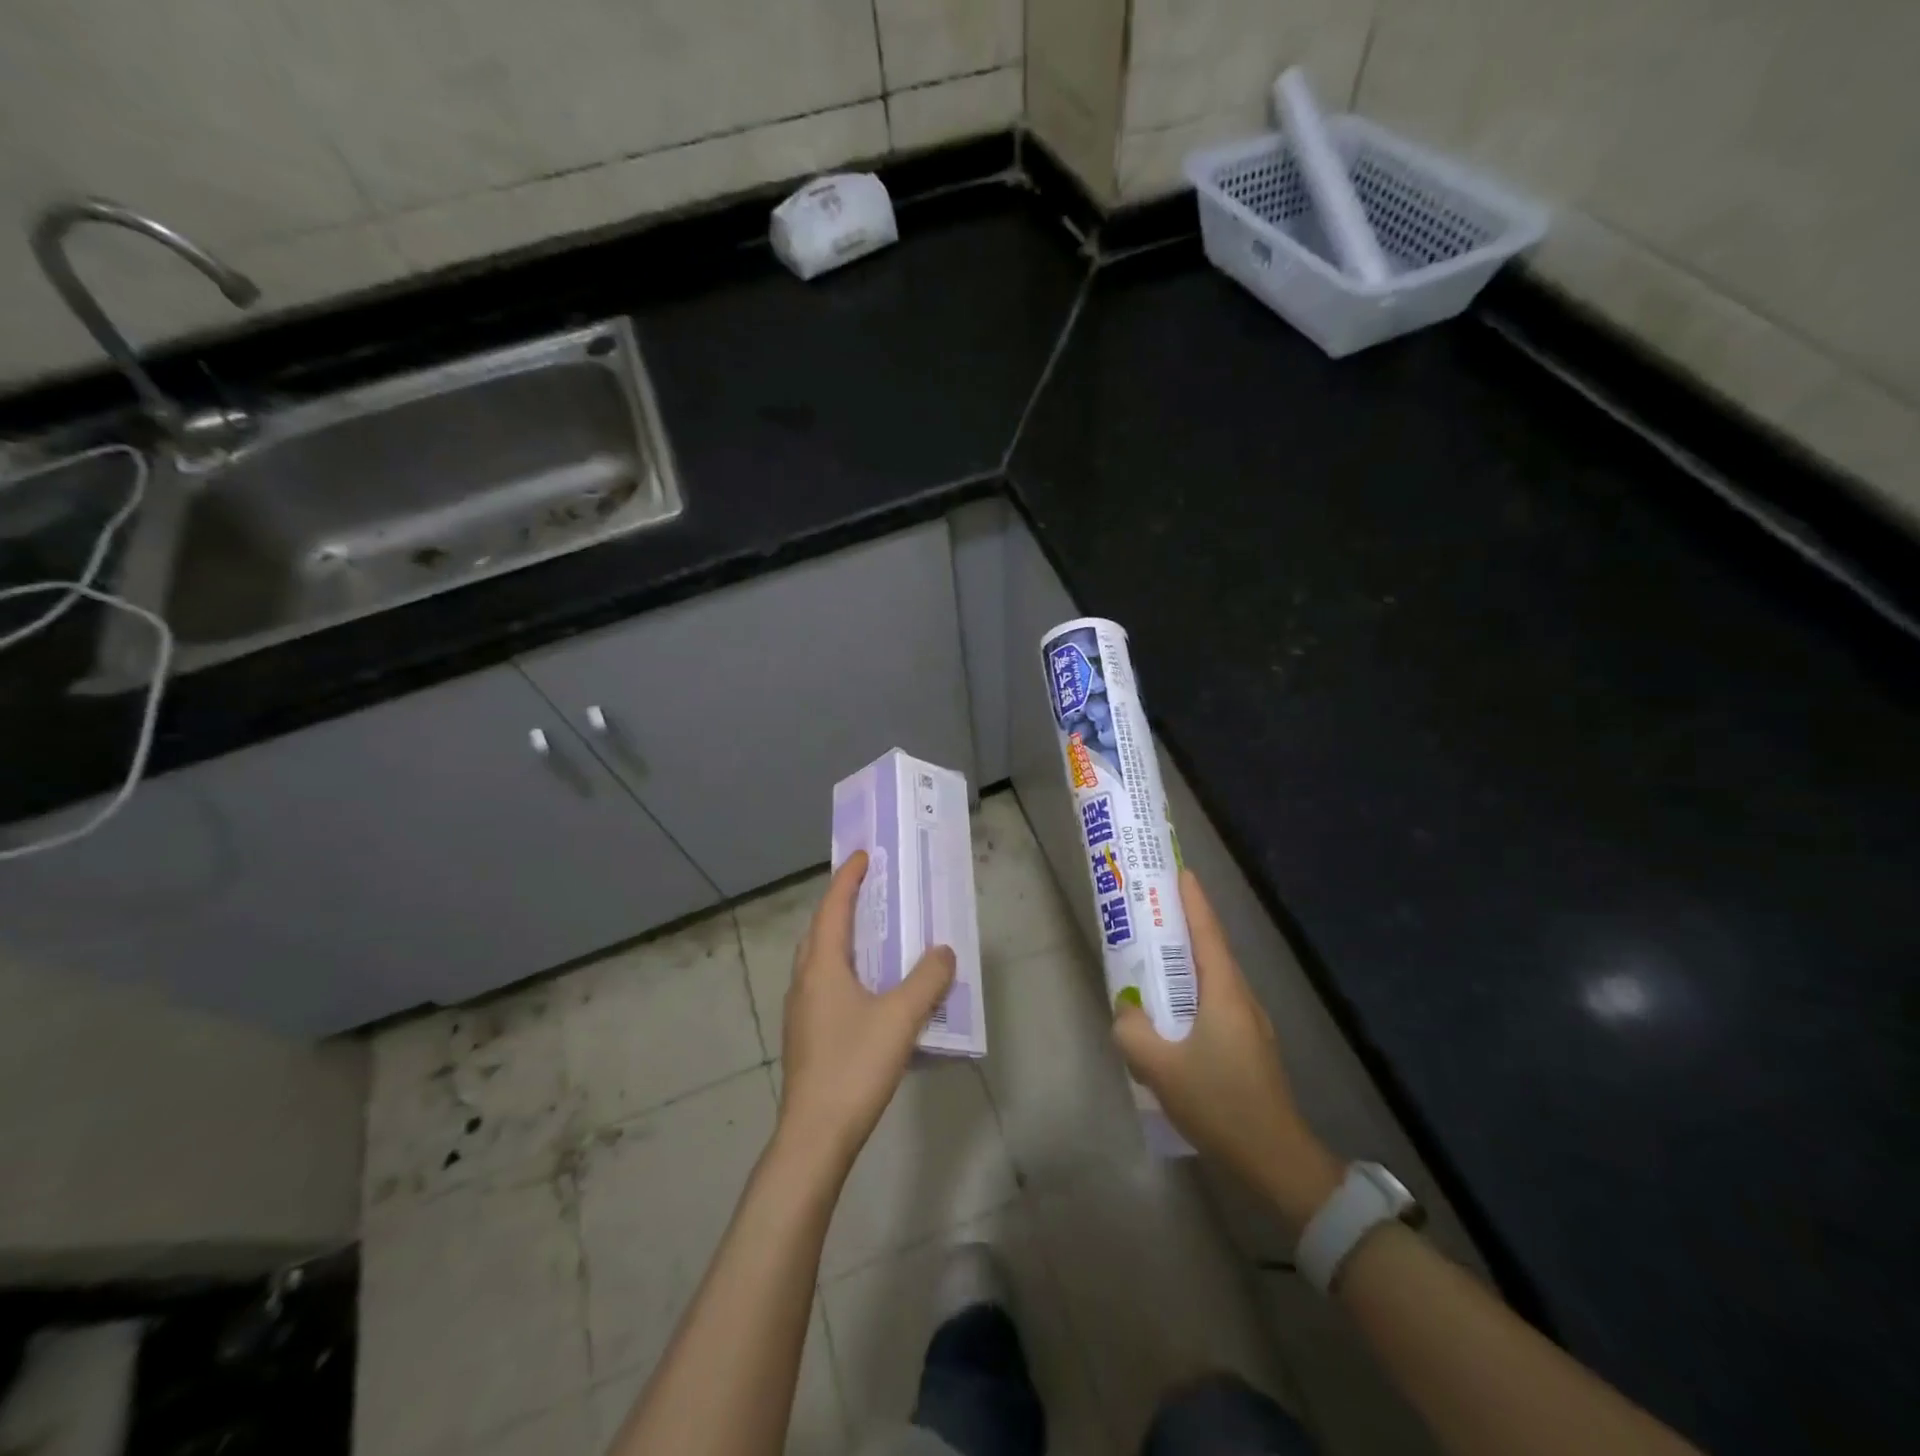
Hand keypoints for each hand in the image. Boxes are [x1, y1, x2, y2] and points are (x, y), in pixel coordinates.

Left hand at [776, 850, 956, 1176]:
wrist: (815, 1136)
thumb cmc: (855, 1065)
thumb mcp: (901, 1018)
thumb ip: (927, 980)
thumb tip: (944, 951)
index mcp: (822, 966)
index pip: (833, 908)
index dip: (847, 879)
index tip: (863, 856)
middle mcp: (805, 981)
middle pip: (820, 931)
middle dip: (842, 906)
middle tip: (870, 893)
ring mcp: (801, 1011)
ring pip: (820, 960)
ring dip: (842, 940)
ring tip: (872, 937)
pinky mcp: (806, 1036)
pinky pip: (824, 985)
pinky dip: (844, 970)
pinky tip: (868, 991)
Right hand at [1112, 870, 1341, 1225]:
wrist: (1277, 1160)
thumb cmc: (1221, 1103)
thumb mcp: (1160, 1067)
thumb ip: (1132, 1031)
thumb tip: (1127, 1011)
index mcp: (1225, 992)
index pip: (1207, 932)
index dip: (1192, 899)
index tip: (1178, 870)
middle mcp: (1241, 998)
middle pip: (1210, 950)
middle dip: (1183, 927)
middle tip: (1151, 912)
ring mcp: (1249, 1024)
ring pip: (1212, 980)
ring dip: (1185, 964)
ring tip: (1153, 961)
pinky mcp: (1249, 1048)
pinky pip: (1215, 1005)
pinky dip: (1191, 995)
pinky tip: (1171, 1018)